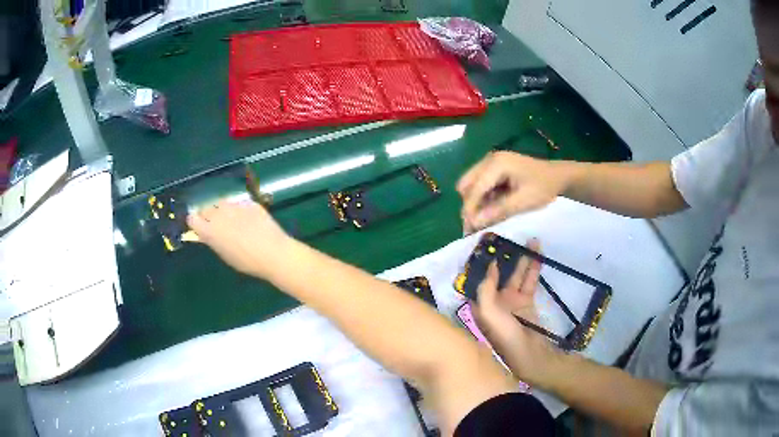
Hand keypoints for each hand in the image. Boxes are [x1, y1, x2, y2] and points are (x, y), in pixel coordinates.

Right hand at [187, 200, 292, 278]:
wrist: (274, 253)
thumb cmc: (247, 262)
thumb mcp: (225, 255)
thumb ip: (213, 240)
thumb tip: (209, 234)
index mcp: (210, 231)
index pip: (192, 219)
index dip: (195, 222)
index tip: (199, 227)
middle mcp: (219, 214)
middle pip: (206, 208)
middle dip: (208, 215)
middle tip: (216, 225)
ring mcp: (234, 206)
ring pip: (222, 203)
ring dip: (222, 210)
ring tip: (232, 221)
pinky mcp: (248, 202)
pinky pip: (239, 204)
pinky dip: (240, 210)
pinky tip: (249, 220)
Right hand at [457, 152, 569, 232]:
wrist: (558, 176)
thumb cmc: (543, 188)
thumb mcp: (523, 202)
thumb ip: (497, 211)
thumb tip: (473, 223)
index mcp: (497, 164)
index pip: (474, 188)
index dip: (470, 209)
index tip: (468, 229)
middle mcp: (489, 159)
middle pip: (467, 184)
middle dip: (469, 204)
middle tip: (476, 224)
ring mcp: (491, 162)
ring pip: (472, 185)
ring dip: (476, 202)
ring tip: (486, 218)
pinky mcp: (494, 168)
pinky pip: (481, 184)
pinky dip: (483, 198)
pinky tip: (493, 208)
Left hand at [471, 239, 561, 385]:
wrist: (529, 353)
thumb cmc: (504, 334)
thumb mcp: (489, 312)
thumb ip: (485, 289)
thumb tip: (487, 268)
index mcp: (482, 304)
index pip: (480, 279)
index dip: (482, 263)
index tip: (487, 244)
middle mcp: (495, 300)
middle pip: (499, 274)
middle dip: (504, 257)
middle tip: (509, 237)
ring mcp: (512, 300)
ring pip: (517, 274)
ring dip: (523, 259)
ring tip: (531, 240)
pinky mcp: (527, 301)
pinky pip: (530, 280)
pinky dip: (534, 268)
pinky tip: (538, 253)